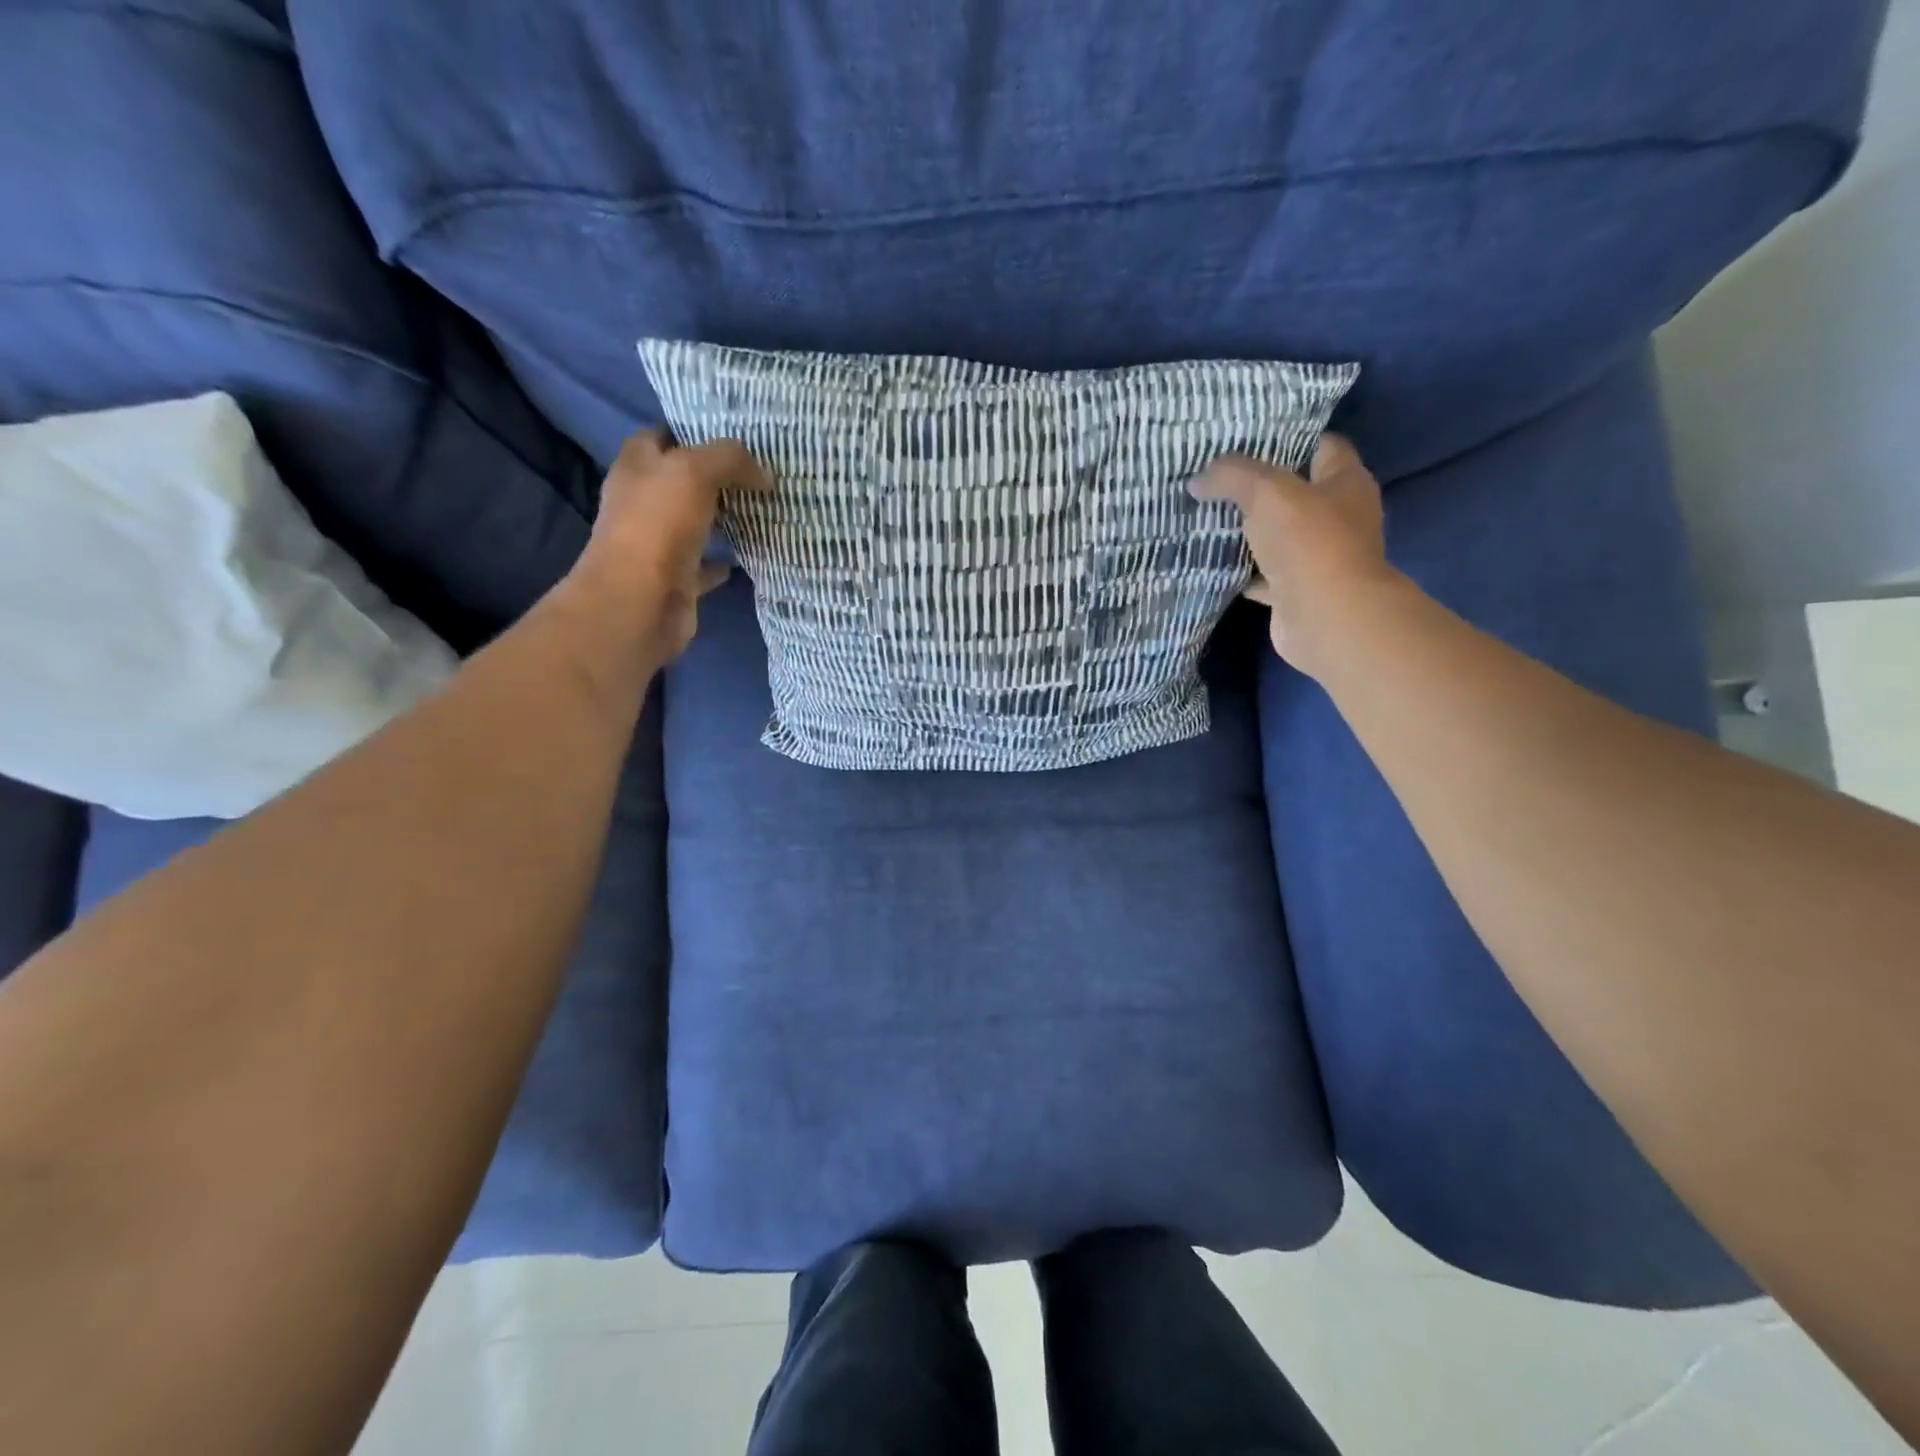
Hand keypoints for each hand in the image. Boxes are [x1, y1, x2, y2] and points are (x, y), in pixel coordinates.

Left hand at [568, 430, 770, 660]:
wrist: (641, 601)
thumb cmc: (658, 525)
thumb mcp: (694, 471)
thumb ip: (730, 459)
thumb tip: (764, 475)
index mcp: (637, 467)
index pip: (663, 435)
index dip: (694, 430)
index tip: (735, 433)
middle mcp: (643, 502)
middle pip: (682, 480)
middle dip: (716, 476)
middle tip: (760, 471)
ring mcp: (658, 543)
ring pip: (696, 522)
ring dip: (723, 518)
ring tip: (763, 508)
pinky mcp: (676, 579)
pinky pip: (706, 565)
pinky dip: (725, 562)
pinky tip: (751, 555)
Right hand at [1191, 434, 1403, 678]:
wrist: (1326, 617)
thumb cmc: (1308, 543)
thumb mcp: (1266, 492)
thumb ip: (1232, 476)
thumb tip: (1198, 478)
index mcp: (1346, 482)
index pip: (1324, 446)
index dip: (1290, 439)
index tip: (1249, 439)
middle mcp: (1339, 518)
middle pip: (1297, 494)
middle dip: (1260, 488)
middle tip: (1216, 479)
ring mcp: (1319, 558)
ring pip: (1278, 536)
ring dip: (1248, 532)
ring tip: (1207, 518)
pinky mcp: (1298, 591)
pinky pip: (1264, 575)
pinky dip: (1242, 571)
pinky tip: (1212, 563)